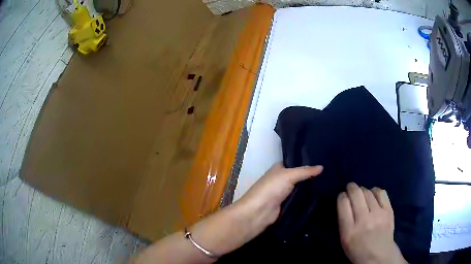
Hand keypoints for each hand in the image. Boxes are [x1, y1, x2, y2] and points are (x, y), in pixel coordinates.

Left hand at [235, 163, 322, 238]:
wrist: (259, 212)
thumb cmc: (271, 189)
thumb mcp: (289, 175)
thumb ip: (305, 171)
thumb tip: (322, 167)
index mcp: (279, 168)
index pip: (295, 162)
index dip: (307, 162)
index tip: (323, 160)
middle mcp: (281, 179)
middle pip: (299, 176)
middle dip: (311, 176)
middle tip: (329, 173)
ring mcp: (284, 193)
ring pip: (300, 188)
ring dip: (310, 188)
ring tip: (329, 184)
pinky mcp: (286, 204)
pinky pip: (299, 199)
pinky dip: (307, 198)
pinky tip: (321, 196)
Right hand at [337, 183, 405, 263]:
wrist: (379, 256)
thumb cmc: (358, 249)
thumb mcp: (344, 240)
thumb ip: (343, 221)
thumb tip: (345, 200)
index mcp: (349, 231)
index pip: (343, 204)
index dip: (341, 196)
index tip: (342, 196)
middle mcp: (363, 220)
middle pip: (356, 194)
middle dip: (351, 187)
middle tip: (350, 187)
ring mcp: (378, 214)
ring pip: (367, 192)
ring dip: (362, 190)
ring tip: (362, 193)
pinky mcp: (388, 211)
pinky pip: (381, 193)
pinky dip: (375, 190)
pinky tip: (373, 194)